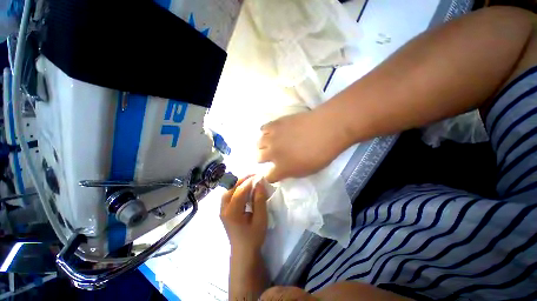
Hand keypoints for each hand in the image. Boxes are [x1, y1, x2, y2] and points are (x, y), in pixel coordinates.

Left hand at [220, 176, 268, 253]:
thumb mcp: (260, 219)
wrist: (243, 252)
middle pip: (230, 188)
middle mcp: (223, 209)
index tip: (259, 176)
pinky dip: (236, 188)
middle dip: (242, 179)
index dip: (249, 182)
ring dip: (238, 182)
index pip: (239, 191)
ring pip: (228, 190)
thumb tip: (260, 183)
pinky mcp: (224, 210)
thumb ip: (259, 200)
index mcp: (232, 213)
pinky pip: (228, 194)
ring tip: (250, 179)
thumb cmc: (253, 237)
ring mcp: (222, 209)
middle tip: (254, 175)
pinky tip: (244, 187)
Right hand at [257, 110, 348, 182]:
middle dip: (264, 159)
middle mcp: (272, 154)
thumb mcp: (307, 171)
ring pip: (258, 143)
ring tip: (272, 143)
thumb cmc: (321, 153)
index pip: (268, 177)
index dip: (271, 176)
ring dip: (263, 145)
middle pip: (258, 158)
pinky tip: (273, 132)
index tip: (275, 173)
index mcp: (281, 169)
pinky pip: (263, 129)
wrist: (326, 129)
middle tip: (272, 156)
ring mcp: (272, 138)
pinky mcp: (274, 124)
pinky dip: (266, 132)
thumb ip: (290, 172)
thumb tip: (282, 170)